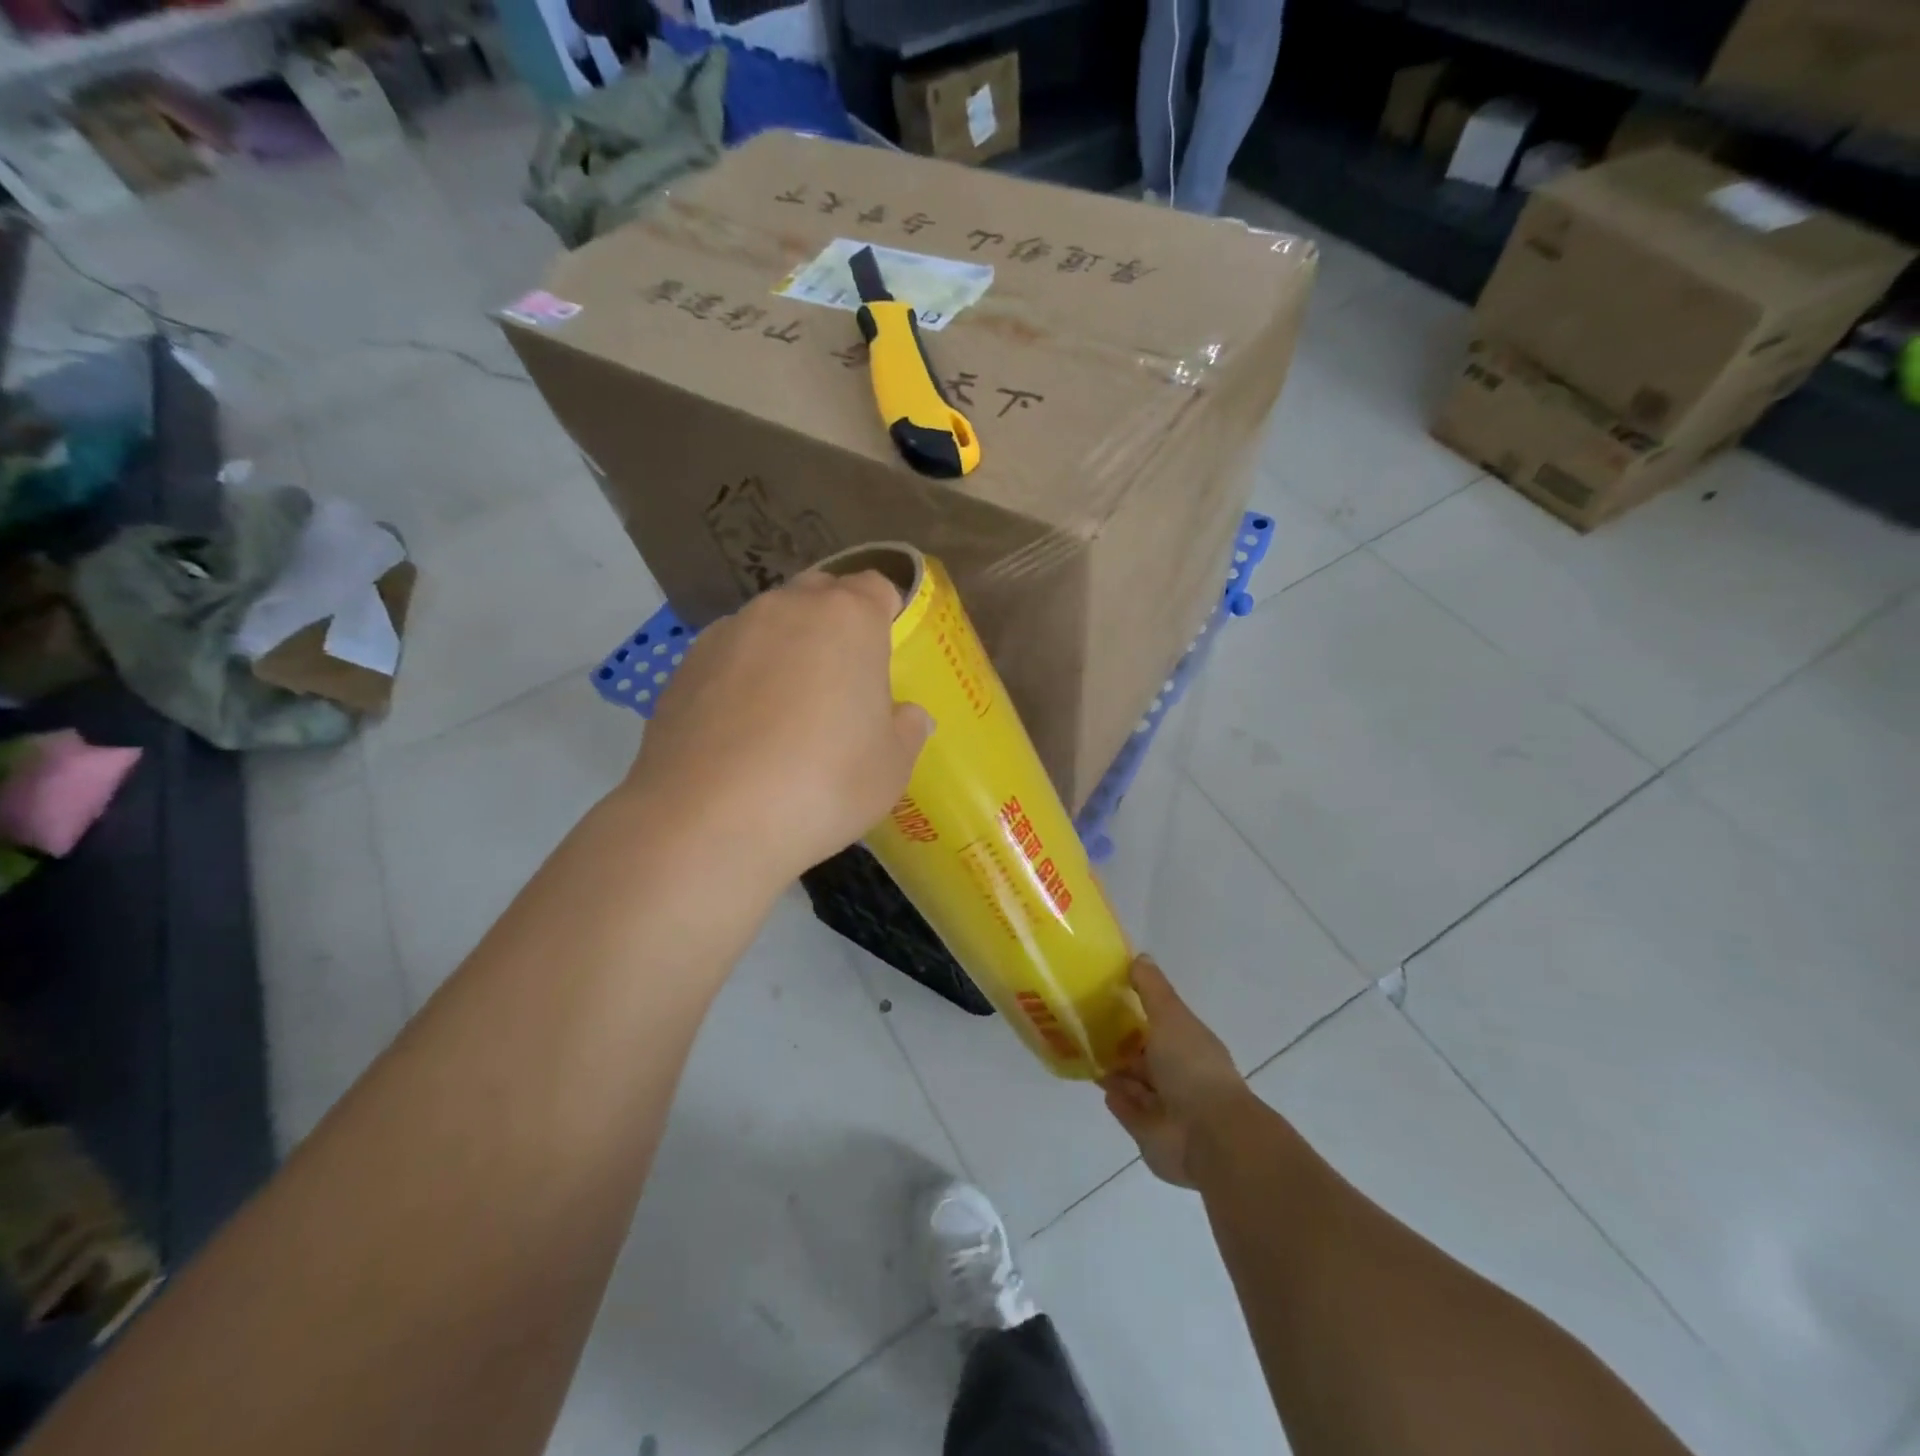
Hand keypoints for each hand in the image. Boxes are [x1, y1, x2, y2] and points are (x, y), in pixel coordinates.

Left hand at [628, 570, 931, 885]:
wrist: (709, 819)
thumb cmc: (824, 784)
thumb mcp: (891, 767)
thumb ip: (906, 730)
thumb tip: (908, 716)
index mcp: (847, 619)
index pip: (876, 588)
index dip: (885, 615)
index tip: (885, 655)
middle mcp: (786, 608)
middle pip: (819, 595)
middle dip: (834, 623)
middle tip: (842, 679)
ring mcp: (729, 632)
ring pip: (769, 624)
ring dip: (785, 649)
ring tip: (786, 709)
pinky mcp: (685, 664)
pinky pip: (729, 656)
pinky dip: (742, 676)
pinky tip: (742, 728)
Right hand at [1100, 957, 1250, 1187]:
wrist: (1208, 1136)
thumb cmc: (1191, 1067)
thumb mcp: (1171, 1016)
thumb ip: (1152, 989)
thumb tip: (1140, 957)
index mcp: (1187, 1043)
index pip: (1159, 1023)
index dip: (1135, 1011)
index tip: (1106, 997)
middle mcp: (1178, 1074)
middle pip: (1144, 1055)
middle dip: (1121, 1043)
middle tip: (1086, 1026)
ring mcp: (1165, 1107)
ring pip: (1134, 1083)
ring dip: (1116, 1071)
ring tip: (1086, 1054)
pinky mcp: (1150, 1134)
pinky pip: (1129, 1112)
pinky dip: (1118, 1100)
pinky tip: (1102, 1088)